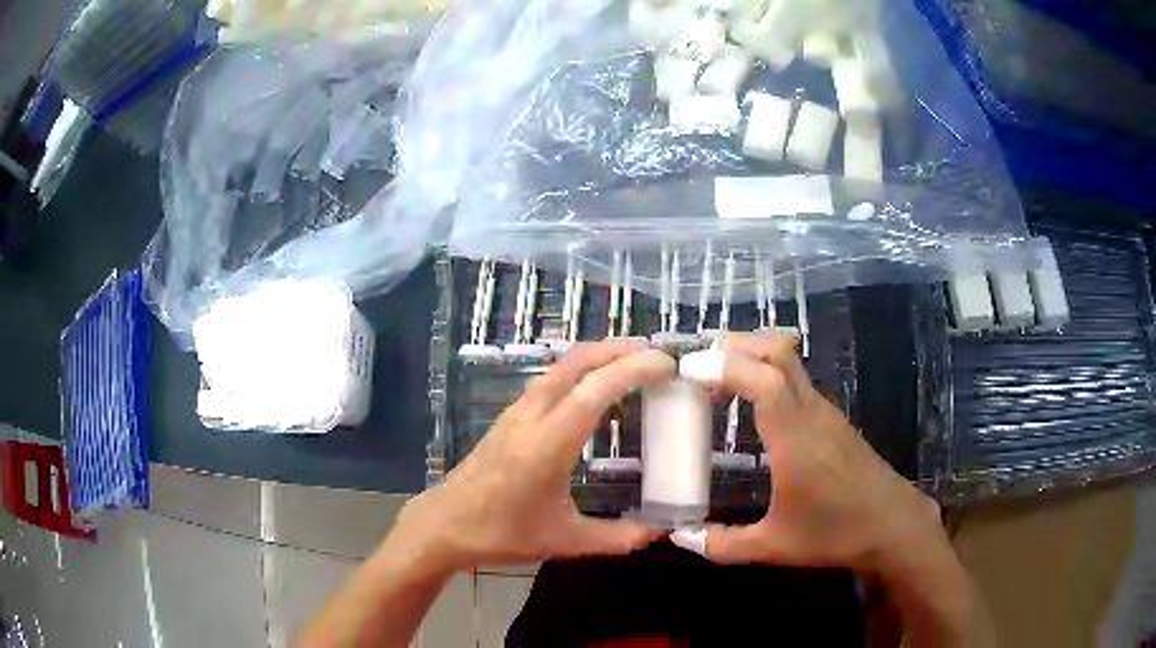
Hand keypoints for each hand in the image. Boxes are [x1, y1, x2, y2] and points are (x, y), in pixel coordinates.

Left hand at [395, 340, 674, 572]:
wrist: (444, 525)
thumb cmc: (502, 533)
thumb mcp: (565, 540)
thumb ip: (616, 537)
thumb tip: (660, 531)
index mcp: (549, 442)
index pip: (597, 389)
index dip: (635, 369)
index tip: (667, 365)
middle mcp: (532, 415)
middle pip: (577, 362)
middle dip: (619, 350)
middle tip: (656, 355)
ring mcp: (517, 412)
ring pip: (561, 367)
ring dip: (598, 356)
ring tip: (632, 363)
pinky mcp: (509, 417)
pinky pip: (550, 379)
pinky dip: (580, 371)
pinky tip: (594, 389)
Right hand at [673, 332, 942, 572]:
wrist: (893, 524)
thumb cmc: (836, 533)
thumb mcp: (773, 547)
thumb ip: (722, 544)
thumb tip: (681, 536)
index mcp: (795, 439)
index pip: (763, 379)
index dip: (723, 366)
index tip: (686, 372)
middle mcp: (811, 412)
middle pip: (778, 350)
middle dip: (735, 346)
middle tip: (698, 367)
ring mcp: (825, 411)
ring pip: (788, 361)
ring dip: (751, 358)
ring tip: (716, 385)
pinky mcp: (832, 418)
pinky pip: (796, 380)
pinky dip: (767, 376)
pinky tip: (752, 405)